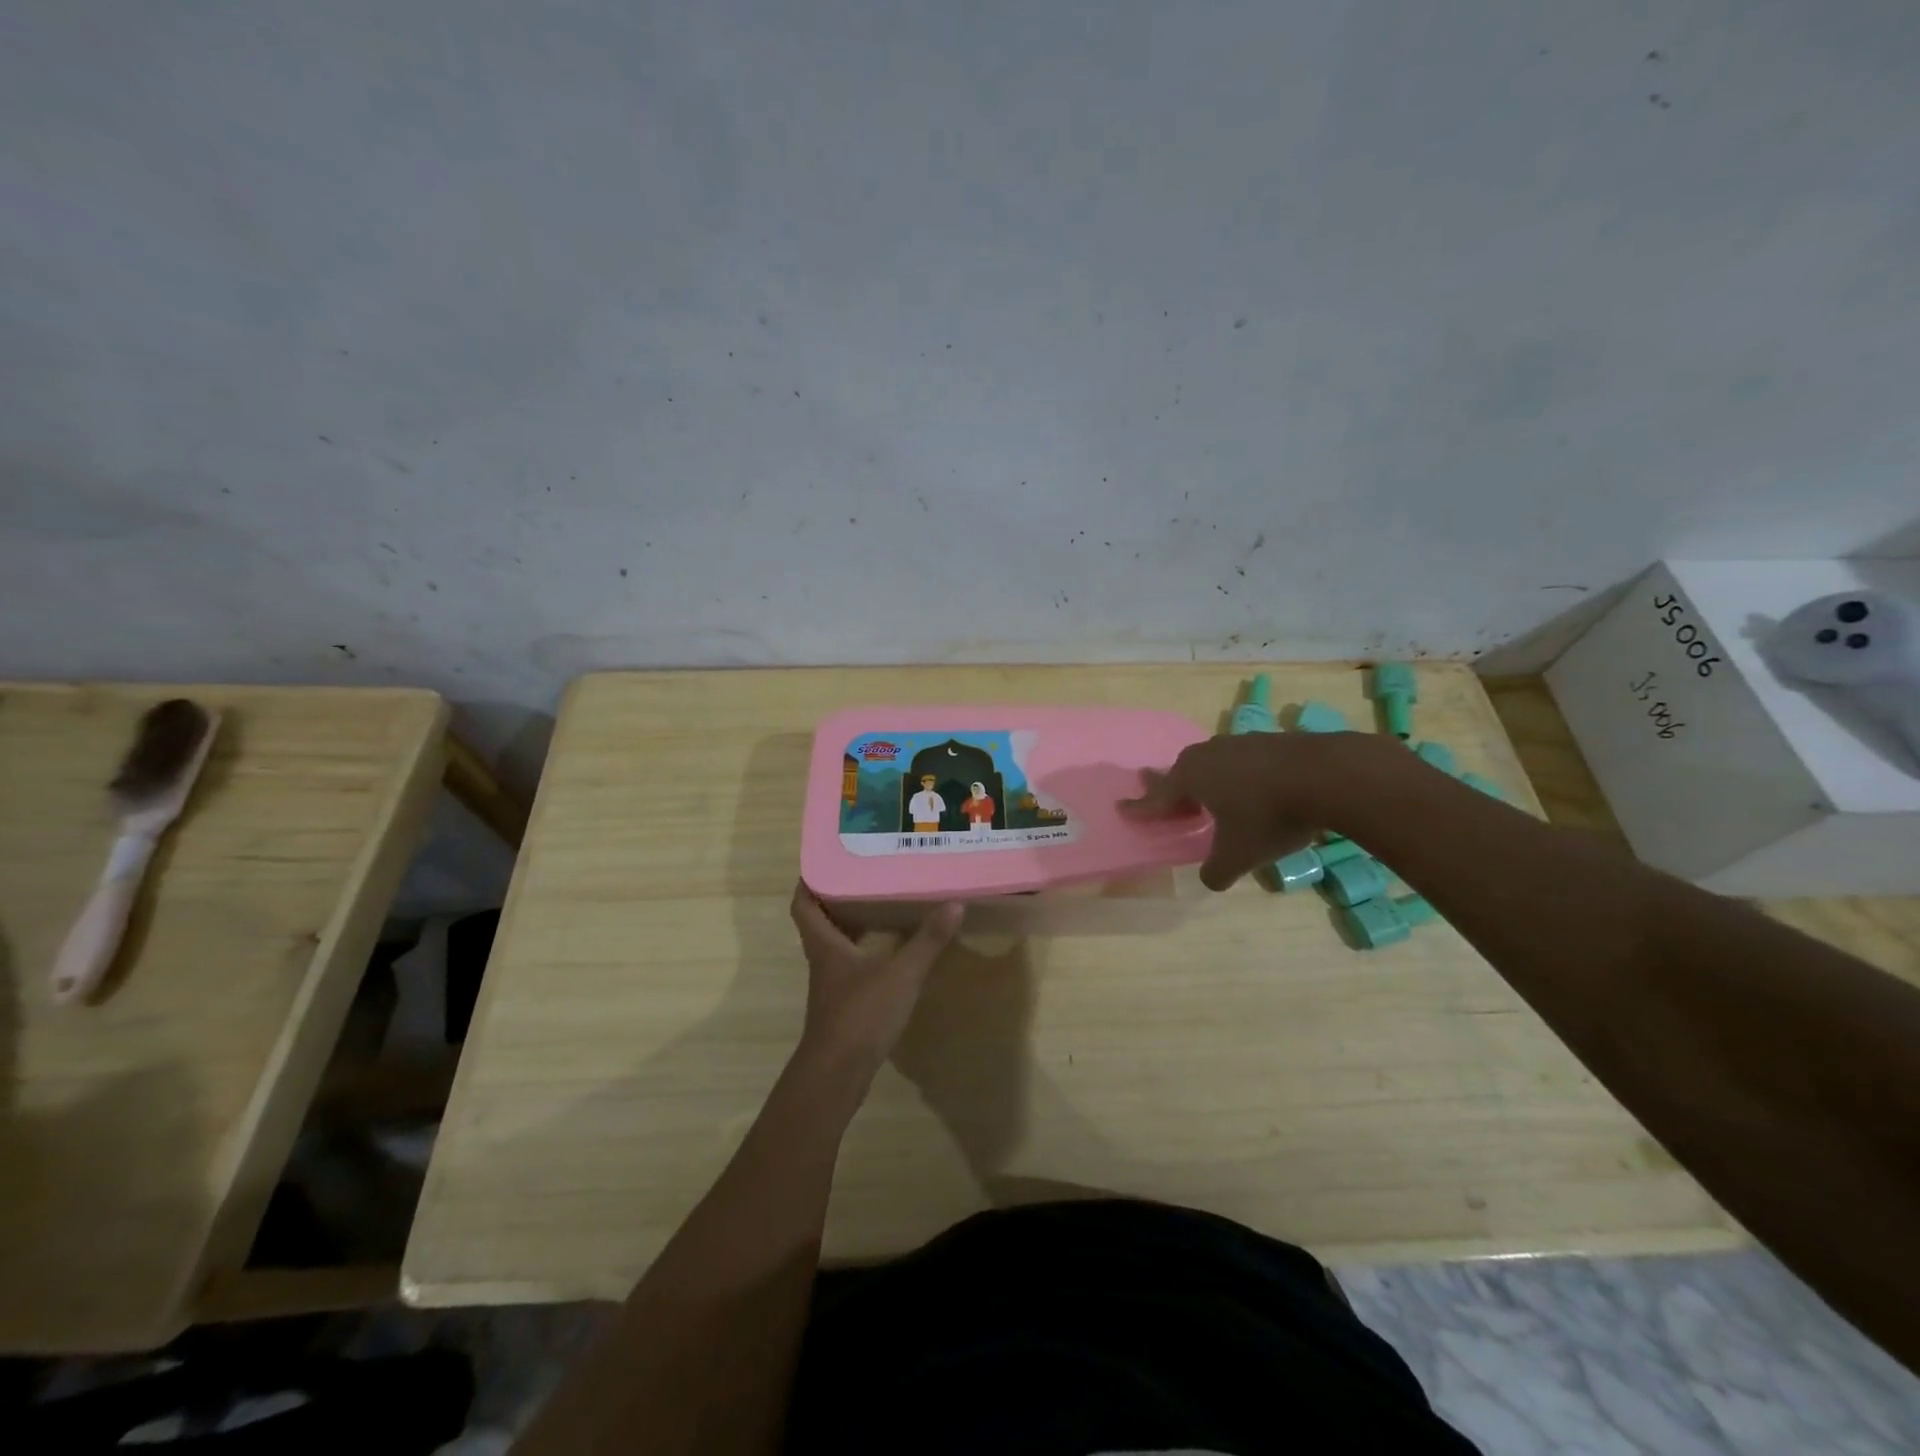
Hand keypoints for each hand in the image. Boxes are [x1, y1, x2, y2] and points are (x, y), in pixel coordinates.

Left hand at [789, 883, 963, 1086]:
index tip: (825, 860)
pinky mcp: (843, 1004)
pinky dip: (864, 951)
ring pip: (835, 944)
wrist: (838, 1075)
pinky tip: (888, 950)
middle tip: (864, 875)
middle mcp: (822, 959)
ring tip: (880, 903)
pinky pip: (849, 965)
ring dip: (852, 924)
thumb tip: (955, 903)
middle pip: (819, 921)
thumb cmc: (861, 1015)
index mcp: (824, 944)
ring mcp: (831, 984)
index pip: (803, 904)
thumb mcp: (901, 974)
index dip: (808, 881)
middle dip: (837, 898)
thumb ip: (927, 940)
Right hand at [1121, 730, 1382, 889]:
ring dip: (1207, 779)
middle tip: (1167, 798)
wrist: (1327, 774)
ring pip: (1212, 761)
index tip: (1122, 808)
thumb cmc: (1270, 815)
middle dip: (1172, 787)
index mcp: (1191, 779)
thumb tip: (1210, 880)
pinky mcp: (1270, 741)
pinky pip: (1241, 759)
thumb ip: (1217, 871)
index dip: (1140, 808)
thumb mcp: (1240, 855)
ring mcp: (1240, 743)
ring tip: (1211, 794)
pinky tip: (1252, 787)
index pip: (1157, 798)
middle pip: (1181, 771)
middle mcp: (1208, 755)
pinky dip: (1238, 775)